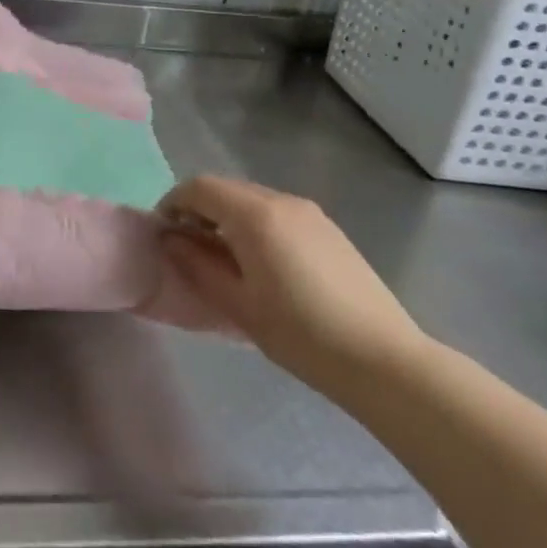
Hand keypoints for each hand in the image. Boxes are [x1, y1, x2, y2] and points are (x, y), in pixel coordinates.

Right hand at [159, 177, 427, 399]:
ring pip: (252, 199)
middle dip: (199, 209)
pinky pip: (277, 212)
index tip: (163, 234)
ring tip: (223, 259)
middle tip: (188, 248)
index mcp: (255, 214)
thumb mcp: (238, 304)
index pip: (199, 187)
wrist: (383, 360)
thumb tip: (169, 240)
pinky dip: (255, 224)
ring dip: (227, 217)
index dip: (173, 203)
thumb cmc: (301, 334)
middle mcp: (282, 200)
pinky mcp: (328, 229)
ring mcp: (310, 213)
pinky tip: (261, 265)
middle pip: (226, 188)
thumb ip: (197, 265)